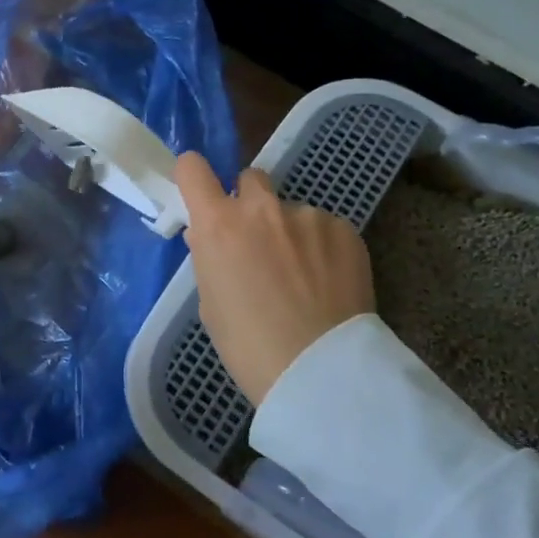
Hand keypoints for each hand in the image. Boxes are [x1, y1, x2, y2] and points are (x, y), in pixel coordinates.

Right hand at [176, 153, 374, 405]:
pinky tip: (327, 283)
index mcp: (218, 225)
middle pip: (250, 178)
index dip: (193, 176)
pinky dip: (321, 248)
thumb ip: (209, 258)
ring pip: (290, 211)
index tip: (199, 192)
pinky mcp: (345, 229)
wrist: (319, 369)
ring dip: (289, 231)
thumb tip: (208, 236)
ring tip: (302, 277)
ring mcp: (307, 215)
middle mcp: (262, 208)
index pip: (193, 168)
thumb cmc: (248, 346)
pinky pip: (323, 228)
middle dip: (249, 202)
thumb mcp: (210, 303)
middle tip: (256, 242)